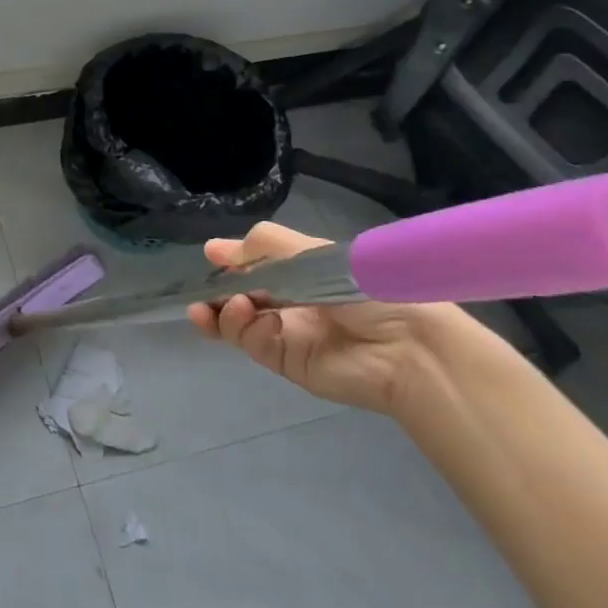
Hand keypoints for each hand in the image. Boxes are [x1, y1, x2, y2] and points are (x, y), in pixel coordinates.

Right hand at [187, 221, 463, 415]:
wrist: (405, 346)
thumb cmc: (363, 287)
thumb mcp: (311, 253)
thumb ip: (263, 245)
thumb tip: (213, 248)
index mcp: (299, 274)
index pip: (254, 267)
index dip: (231, 263)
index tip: (212, 256)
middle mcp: (288, 303)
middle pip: (238, 296)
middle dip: (216, 293)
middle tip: (201, 294)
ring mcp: (284, 334)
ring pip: (236, 322)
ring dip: (222, 312)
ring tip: (223, 306)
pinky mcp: (284, 362)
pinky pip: (251, 342)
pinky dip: (243, 328)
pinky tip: (252, 318)